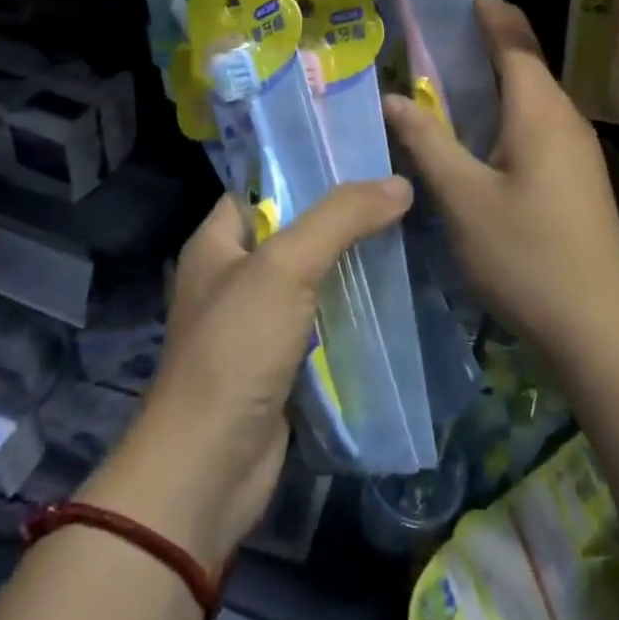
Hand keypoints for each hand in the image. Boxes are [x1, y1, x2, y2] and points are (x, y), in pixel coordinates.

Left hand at [78, 179, 412, 571]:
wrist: (209, 469)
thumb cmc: (236, 349)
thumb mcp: (285, 268)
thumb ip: (340, 219)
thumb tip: (399, 184)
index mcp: (218, 241)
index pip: (264, 183)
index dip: (309, 165)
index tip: (363, 151)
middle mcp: (235, 274)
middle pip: (295, 227)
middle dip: (343, 212)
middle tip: (398, 188)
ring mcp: (259, 319)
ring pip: (314, 273)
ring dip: (353, 258)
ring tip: (408, 227)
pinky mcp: (283, 359)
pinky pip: (324, 316)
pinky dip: (353, 303)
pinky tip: (395, 286)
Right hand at [384, 0, 618, 354]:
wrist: (602, 327)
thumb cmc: (528, 255)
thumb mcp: (463, 198)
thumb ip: (427, 142)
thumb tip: (392, 97)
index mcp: (539, 109)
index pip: (512, 37)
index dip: (485, 9)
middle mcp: (563, 116)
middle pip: (523, 60)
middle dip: (482, 40)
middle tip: (429, 36)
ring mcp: (576, 148)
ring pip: (530, 95)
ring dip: (491, 79)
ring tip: (442, 79)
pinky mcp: (577, 176)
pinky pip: (535, 123)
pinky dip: (503, 110)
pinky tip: (475, 135)